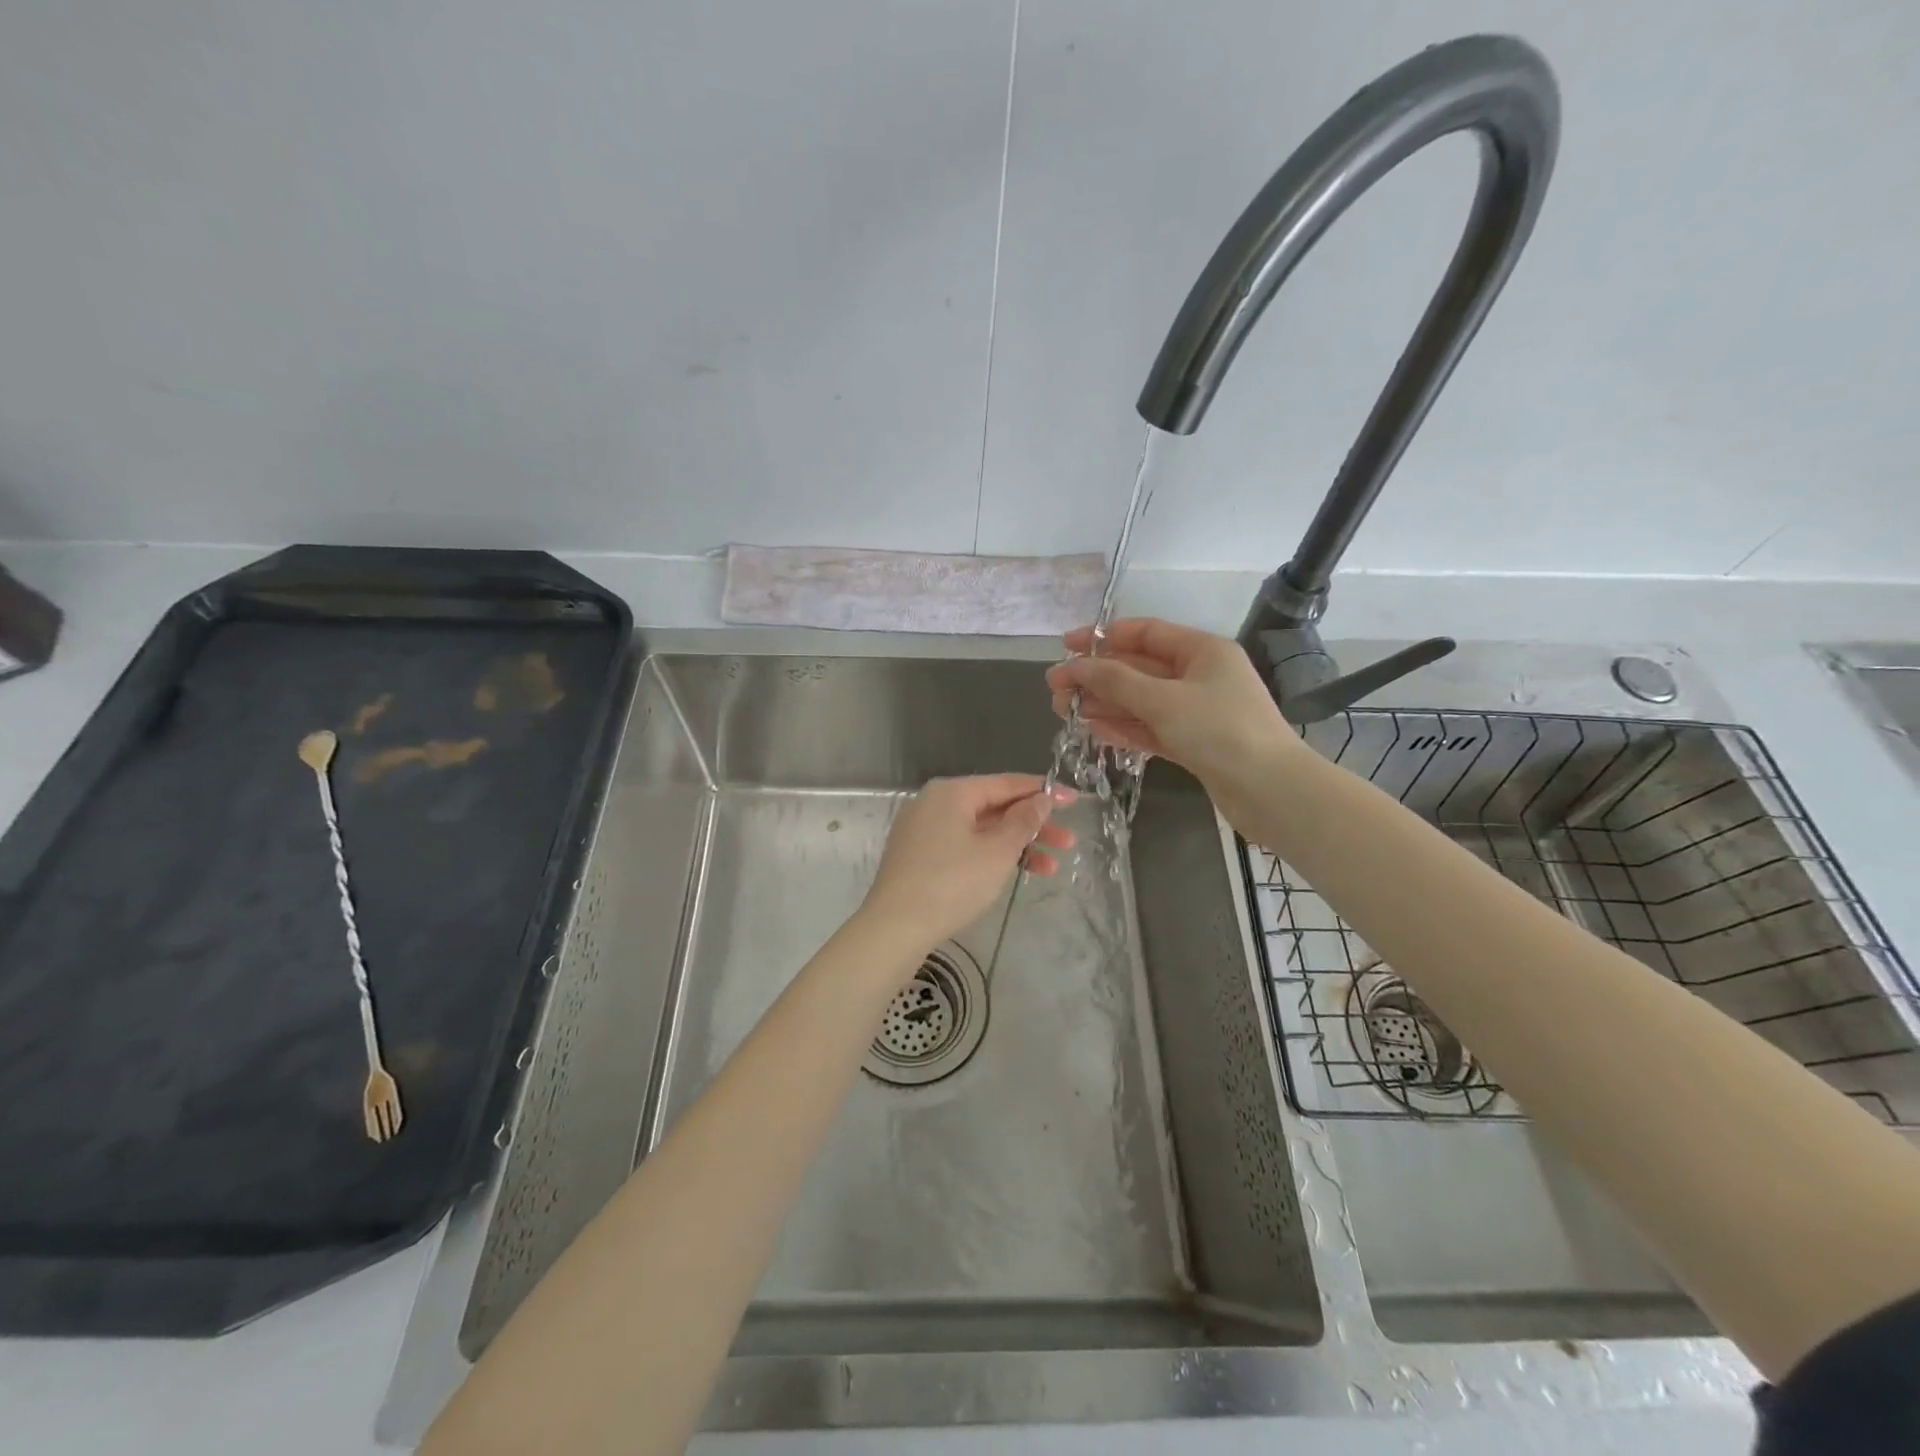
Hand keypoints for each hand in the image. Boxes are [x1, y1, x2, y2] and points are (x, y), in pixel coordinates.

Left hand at [861, 775, 1075, 949]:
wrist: (895, 927)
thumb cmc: (952, 882)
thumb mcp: (997, 851)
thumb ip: (1023, 821)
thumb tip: (1040, 799)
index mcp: (952, 792)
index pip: (1006, 784)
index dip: (1043, 792)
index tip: (1074, 799)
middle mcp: (936, 803)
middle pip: (994, 807)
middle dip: (1034, 825)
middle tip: (1068, 842)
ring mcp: (925, 830)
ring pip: (981, 830)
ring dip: (1017, 846)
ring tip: (1052, 868)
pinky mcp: (920, 856)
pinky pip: (965, 846)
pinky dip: (991, 856)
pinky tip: (1016, 873)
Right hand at [1045, 619, 1302, 827]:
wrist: (1271, 791)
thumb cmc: (1219, 731)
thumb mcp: (1163, 700)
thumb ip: (1115, 681)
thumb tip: (1074, 667)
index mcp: (1201, 651)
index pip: (1144, 633)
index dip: (1101, 638)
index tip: (1064, 647)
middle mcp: (1199, 675)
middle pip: (1138, 669)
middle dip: (1097, 677)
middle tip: (1055, 689)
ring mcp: (1197, 711)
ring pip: (1141, 701)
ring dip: (1104, 703)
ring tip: (1065, 711)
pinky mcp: (1195, 743)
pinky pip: (1151, 728)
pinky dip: (1124, 728)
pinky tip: (1094, 730)